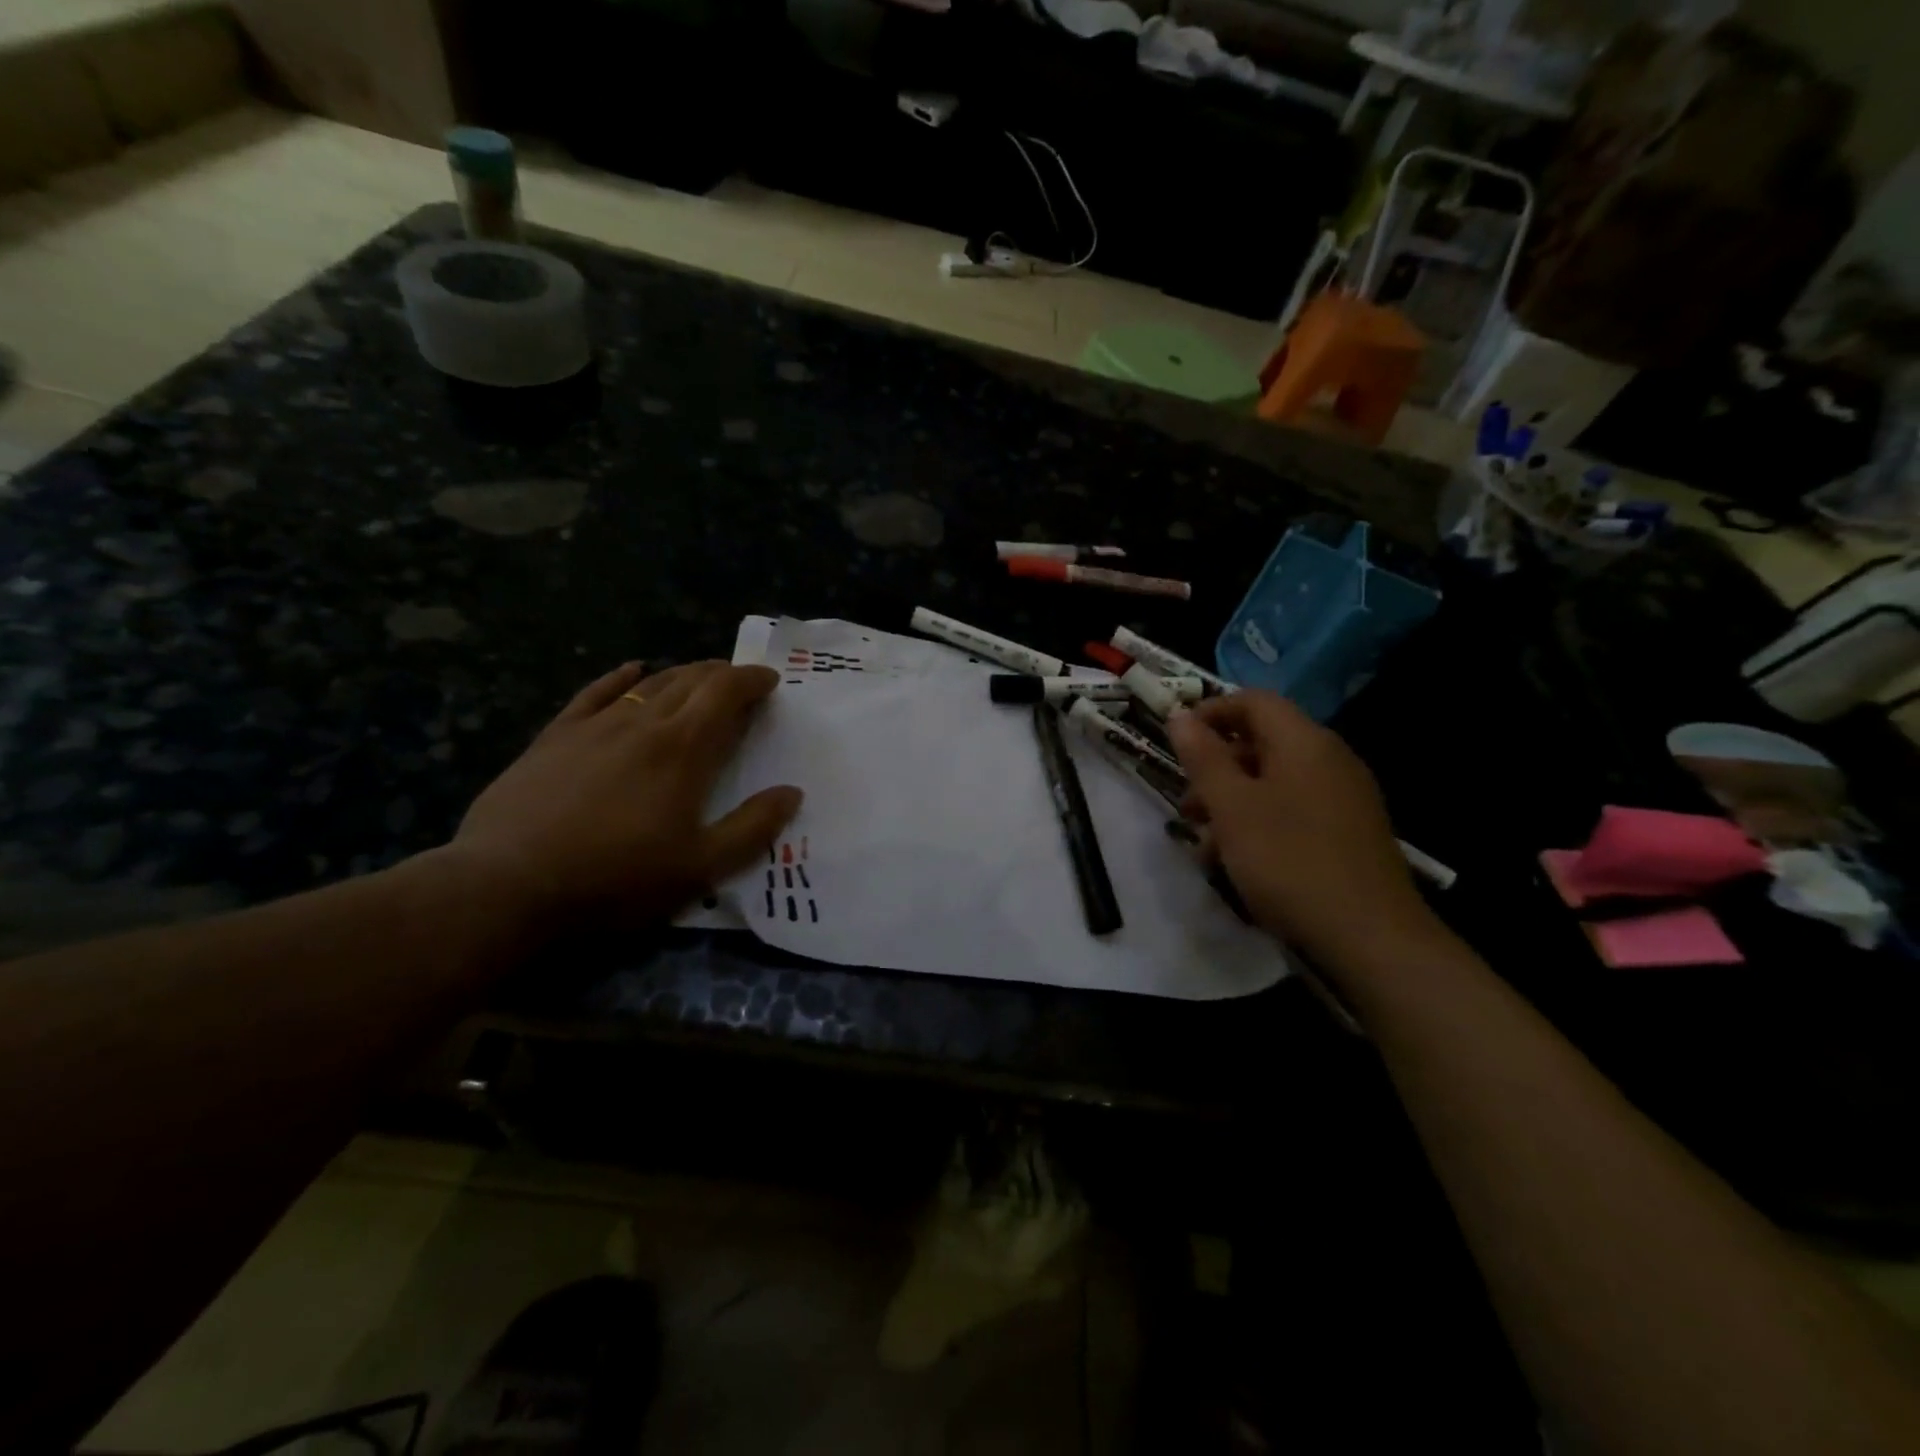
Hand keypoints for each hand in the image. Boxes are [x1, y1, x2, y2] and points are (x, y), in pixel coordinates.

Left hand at [443, 661, 800, 933]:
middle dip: (721, 674)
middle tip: (739, 682)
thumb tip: (791, 793)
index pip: (725, 693)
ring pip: (648, 684)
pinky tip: (631, 670)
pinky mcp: (555, 737)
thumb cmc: (617, 879)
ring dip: (681, 675)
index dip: (751, 680)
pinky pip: (595, 693)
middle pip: (690, 680)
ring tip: (698, 678)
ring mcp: (595, 726)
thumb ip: (752, 828)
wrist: (509, 887)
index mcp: (684, 750)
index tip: (769, 680)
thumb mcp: (700, 867)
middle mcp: (643, 724)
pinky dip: (620, 677)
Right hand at [1167, 691, 1437, 966]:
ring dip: (1232, 804)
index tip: (1176, 742)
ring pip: (1274, 783)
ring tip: (1205, 845)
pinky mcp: (1348, 833)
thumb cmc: (1289, 861)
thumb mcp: (1232, 807)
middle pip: (1262, 743)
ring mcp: (1344, 798)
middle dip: (1216, 769)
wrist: (1371, 937)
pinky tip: (1239, 864)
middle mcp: (1330, 760)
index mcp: (1304, 742)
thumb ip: (1204, 758)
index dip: (1210, 713)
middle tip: (1187, 806)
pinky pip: (1294, 812)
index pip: (1253, 701)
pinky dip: (1260, 825)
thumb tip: (1181, 716)